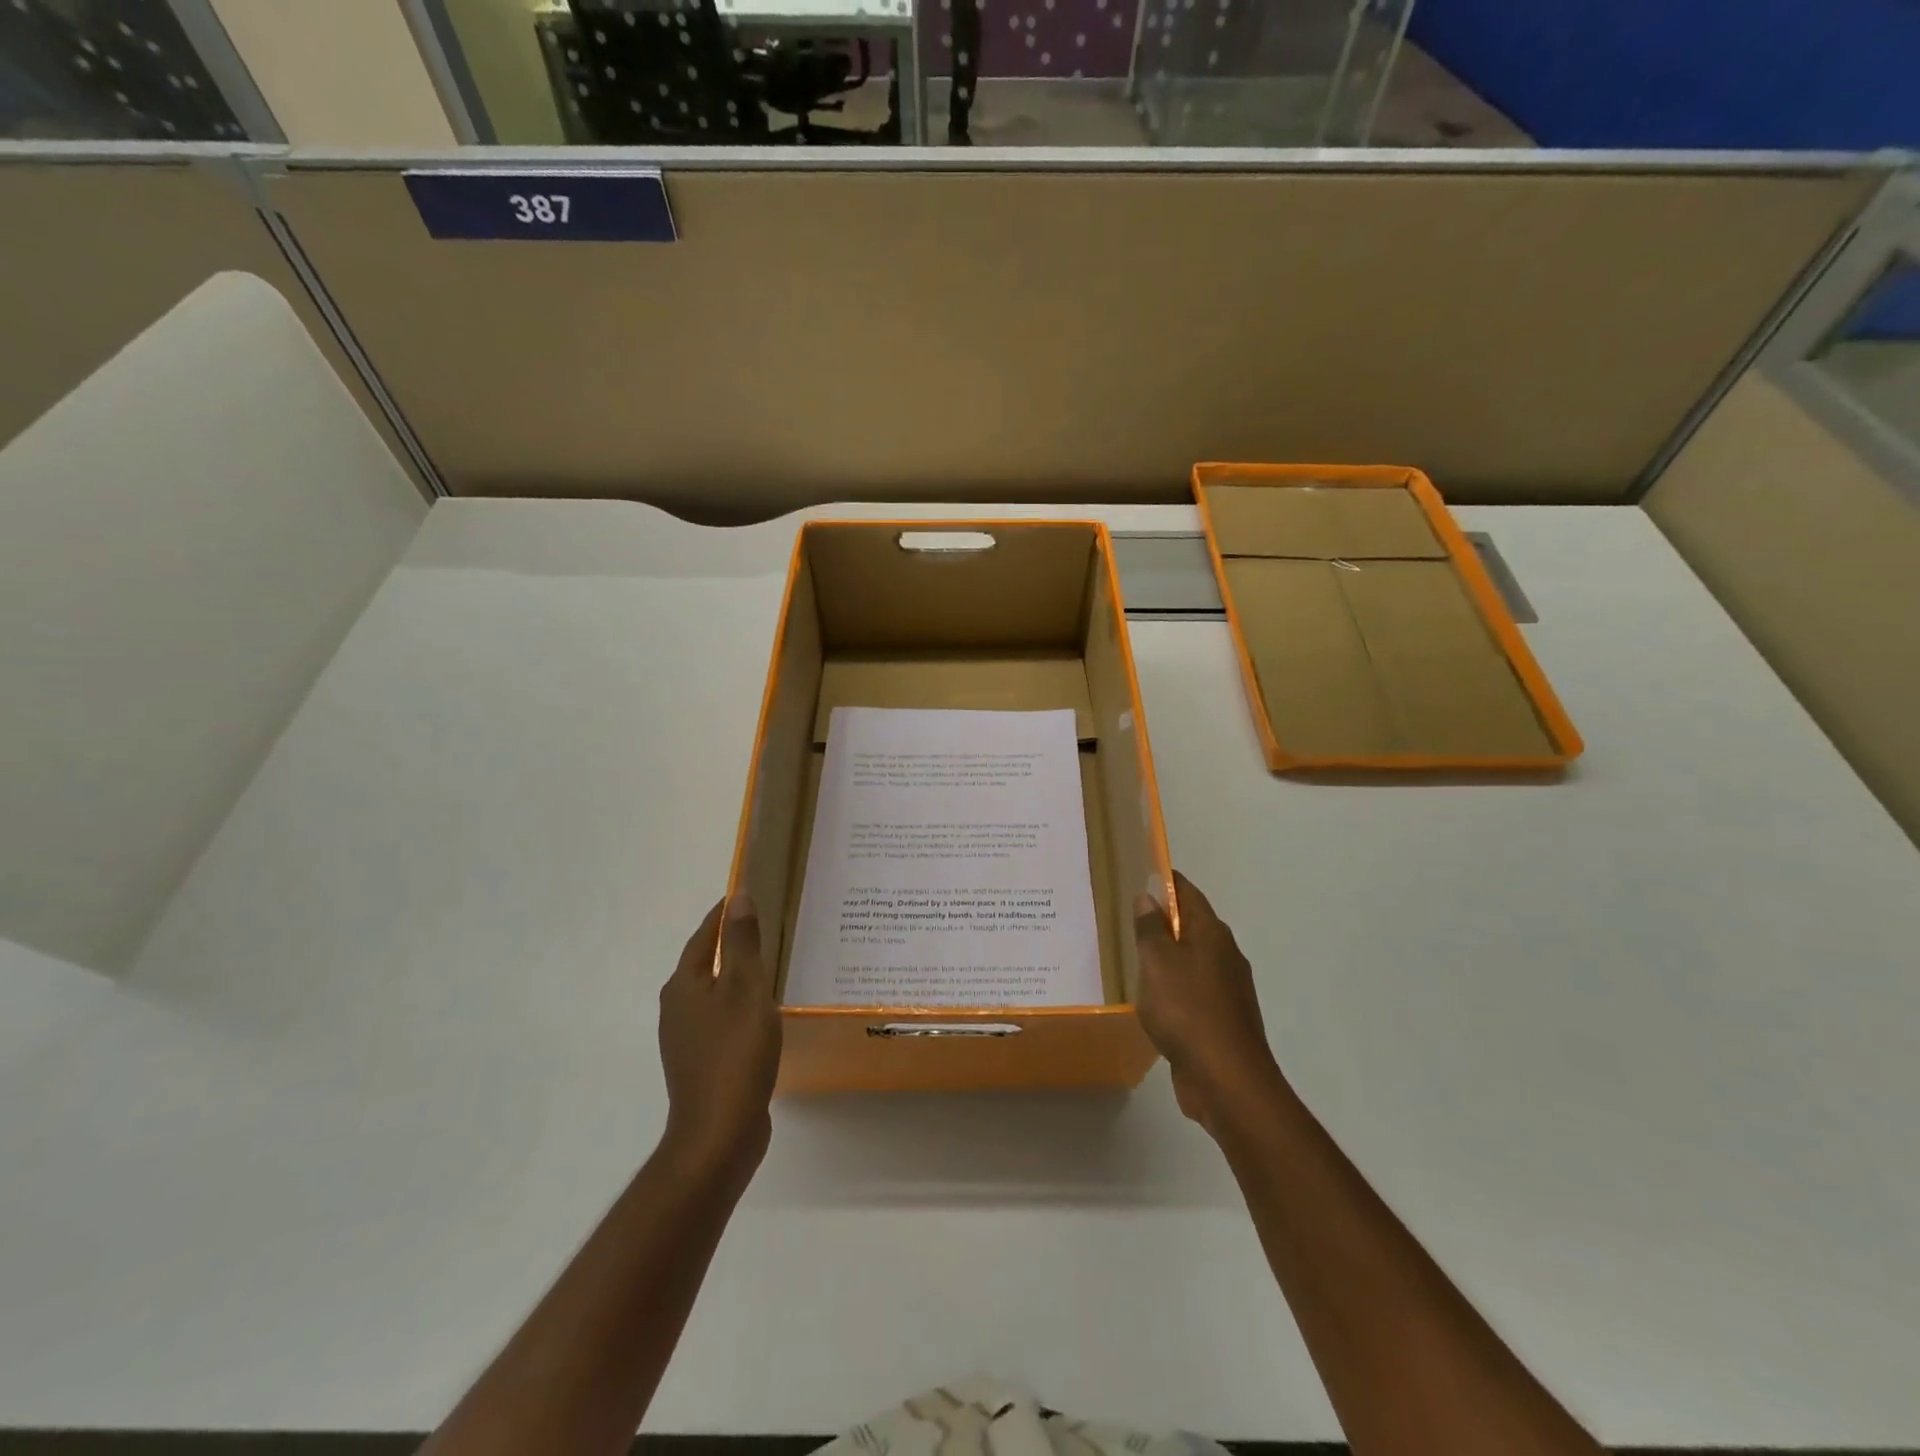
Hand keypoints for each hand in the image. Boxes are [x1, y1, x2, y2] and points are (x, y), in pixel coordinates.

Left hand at [658, 894, 781, 1185]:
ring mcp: (686, 1040)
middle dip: (727, 944)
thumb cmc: (735, 1053)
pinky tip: (762, 1014)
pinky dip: (739, 1006)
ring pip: (712, 994)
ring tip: (767, 965)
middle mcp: (676, 1009)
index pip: (702, 937)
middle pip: (702, 964)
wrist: (719, 1133)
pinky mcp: (701, 1064)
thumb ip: (742, 943)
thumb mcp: (746, 989)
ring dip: (734, 977)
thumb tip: (739, 896)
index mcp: (683, 986)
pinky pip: (720, 1020)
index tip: (744, 895)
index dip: (722, 915)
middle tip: (762, 926)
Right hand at [1134, 871, 1285, 1136]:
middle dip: (1163, 920)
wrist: (1227, 1080)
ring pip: (1192, 961)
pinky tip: (1152, 1000)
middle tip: (1127, 918)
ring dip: (1167, 957)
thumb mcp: (1158, 963)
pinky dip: (1173, 988)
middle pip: (1192, 926)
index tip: (1141, 874)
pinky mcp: (1221, 1021)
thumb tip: (1148, 897)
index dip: (1166, 882)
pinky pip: (1192, 992)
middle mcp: (1224, 955)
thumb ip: (1150, 929)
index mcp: (1211, 934)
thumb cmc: (1187, 1011)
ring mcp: (1226, 990)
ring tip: (1133, 958)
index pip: (1188, 893)